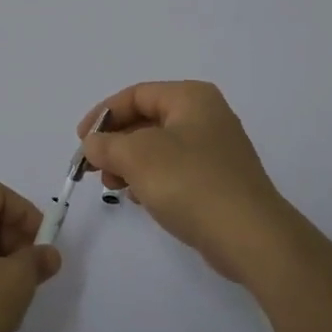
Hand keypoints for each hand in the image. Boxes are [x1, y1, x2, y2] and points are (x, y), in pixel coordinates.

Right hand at [77, 81, 297, 283]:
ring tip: (113, 186)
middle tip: (94, 168)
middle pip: (147, 119)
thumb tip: (93, 144)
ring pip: (159, 147)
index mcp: (191, 97)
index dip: (103, 115)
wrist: (249, 236)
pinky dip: (151, 178)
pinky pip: (174, 170)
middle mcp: (206, 116)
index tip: (81, 142)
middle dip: (116, 142)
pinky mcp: (218, 180)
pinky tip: (139, 198)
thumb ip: (107, 145)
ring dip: (130, 162)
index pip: (136, 95)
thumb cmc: (191, 183)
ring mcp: (215, 149)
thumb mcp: (138, 156)